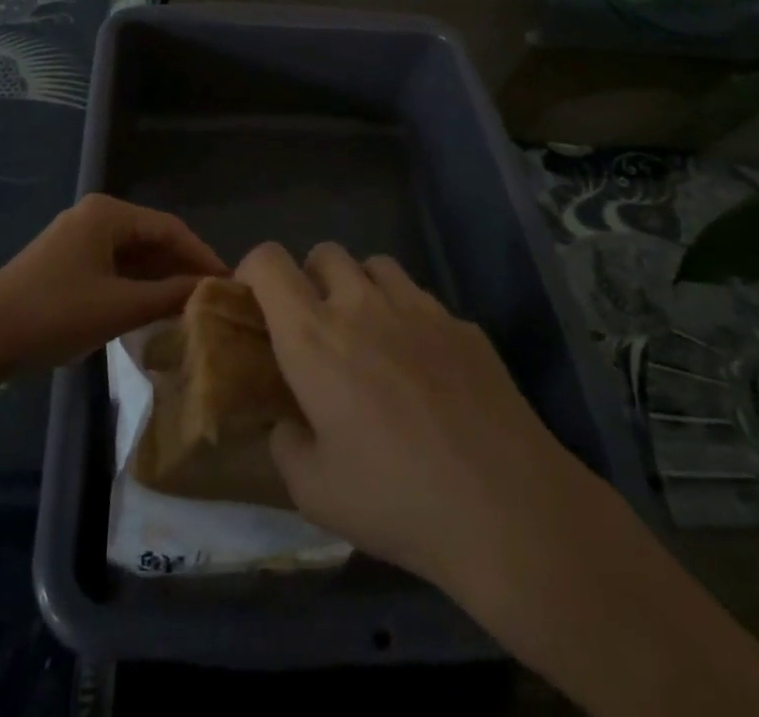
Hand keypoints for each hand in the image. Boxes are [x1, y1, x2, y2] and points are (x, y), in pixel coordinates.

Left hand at [0, 194, 226, 370]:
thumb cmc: (54, 314)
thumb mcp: (119, 307)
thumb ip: (168, 296)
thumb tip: (210, 291)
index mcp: (108, 213)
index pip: (170, 228)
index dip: (202, 255)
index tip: (229, 283)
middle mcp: (95, 215)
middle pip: (152, 238)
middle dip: (182, 267)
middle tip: (213, 298)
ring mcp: (78, 237)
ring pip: (133, 254)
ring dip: (160, 278)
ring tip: (190, 307)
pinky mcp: (67, 261)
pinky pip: (114, 266)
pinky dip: (136, 285)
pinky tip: (153, 309)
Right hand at [236, 241, 597, 599]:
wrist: (506, 507)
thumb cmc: (396, 500)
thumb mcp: (315, 493)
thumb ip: (287, 446)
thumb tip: (288, 424)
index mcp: (313, 337)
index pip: (269, 261)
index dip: (253, 269)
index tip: (254, 300)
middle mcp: (361, 305)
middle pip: (325, 252)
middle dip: (311, 278)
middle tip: (318, 326)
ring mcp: (418, 307)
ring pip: (376, 265)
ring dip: (361, 288)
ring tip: (371, 335)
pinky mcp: (462, 323)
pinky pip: (422, 300)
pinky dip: (409, 318)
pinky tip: (425, 369)